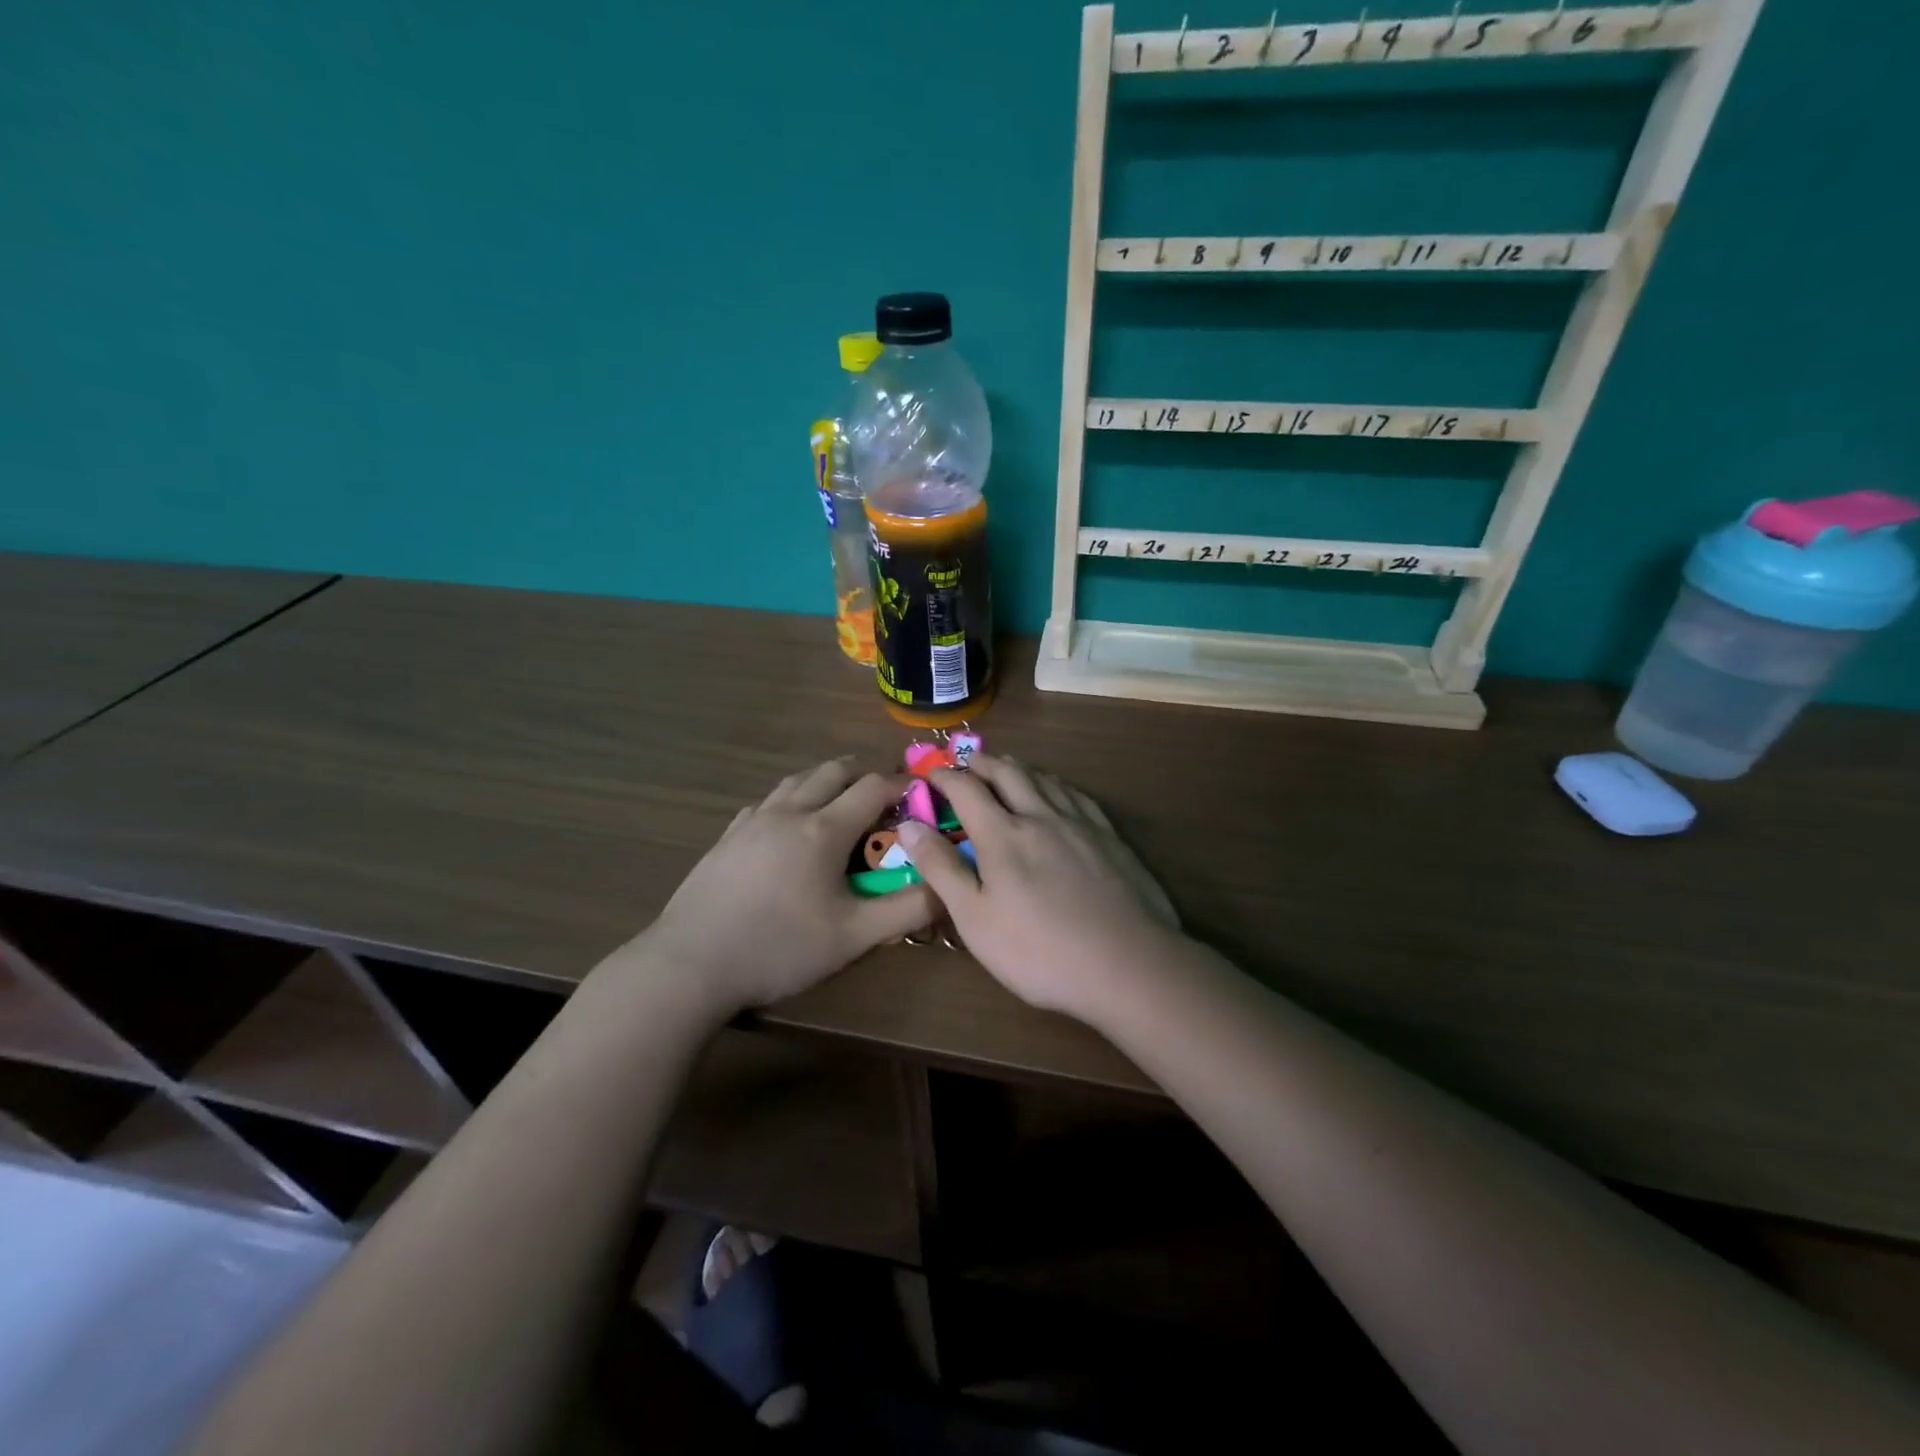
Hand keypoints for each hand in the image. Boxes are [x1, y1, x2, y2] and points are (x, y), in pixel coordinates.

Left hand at [628, 759, 938, 1013]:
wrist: (690, 963)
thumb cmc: (779, 947)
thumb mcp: (853, 936)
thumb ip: (906, 910)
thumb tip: (948, 888)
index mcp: (823, 829)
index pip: (872, 787)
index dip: (900, 784)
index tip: (919, 793)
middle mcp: (788, 812)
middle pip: (832, 771)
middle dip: (863, 774)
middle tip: (882, 796)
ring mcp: (752, 822)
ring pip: (795, 781)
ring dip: (824, 782)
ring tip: (838, 804)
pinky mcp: (726, 838)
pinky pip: (766, 802)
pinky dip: (790, 800)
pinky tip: (787, 826)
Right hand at [896, 756, 1181, 1019]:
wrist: (1127, 964)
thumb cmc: (1039, 950)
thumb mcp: (974, 918)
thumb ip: (940, 868)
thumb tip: (908, 825)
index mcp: (1003, 834)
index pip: (966, 789)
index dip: (944, 776)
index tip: (930, 773)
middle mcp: (1040, 816)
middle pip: (1008, 773)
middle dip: (983, 762)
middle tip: (967, 761)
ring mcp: (1080, 824)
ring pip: (1045, 779)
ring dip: (1019, 768)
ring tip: (1007, 768)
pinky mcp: (1110, 838)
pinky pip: (1077, 796)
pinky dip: (1056, 785)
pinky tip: (1059, 793)